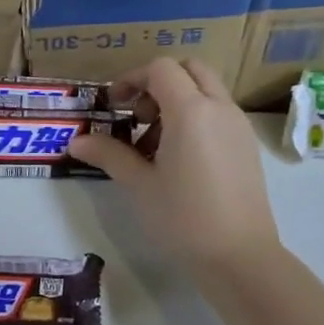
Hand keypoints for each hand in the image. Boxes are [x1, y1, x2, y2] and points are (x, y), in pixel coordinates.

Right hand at [68, 59, 280, 278]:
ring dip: (177, 101)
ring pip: (206, 90)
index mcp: (191, 110)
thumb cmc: (182, 217)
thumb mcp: (138, 184)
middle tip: (137, 117)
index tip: (114, 105)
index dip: (132, 78)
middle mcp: (219, 108)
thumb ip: (108, 154)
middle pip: (189, 69)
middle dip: (158, 82)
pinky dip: (196, 117)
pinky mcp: (247, 146)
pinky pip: (219, 113)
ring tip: (153, 145)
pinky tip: (179, 159)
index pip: (161, 69)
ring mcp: (238, 126)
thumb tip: (76, 141)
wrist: (239, 255)